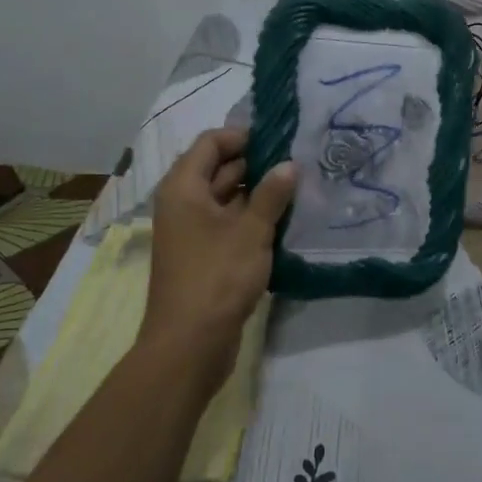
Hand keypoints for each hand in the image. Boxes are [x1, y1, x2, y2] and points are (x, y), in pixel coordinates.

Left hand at [142, 128, 295, 391]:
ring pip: (226, 198)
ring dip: (258, 193)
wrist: (189, 345)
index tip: (280, 142)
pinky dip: (251, 219)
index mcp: (184, 188)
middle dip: (257, 164)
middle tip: (298, 163)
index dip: (243, 137)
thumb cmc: (217, 278)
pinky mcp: (203, 256)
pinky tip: (284, 221)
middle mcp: (183, 204)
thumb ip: (272, 194)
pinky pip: (228, 224)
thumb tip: (289, 164)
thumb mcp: (251, 231)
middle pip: (218, 168)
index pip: (210, 143)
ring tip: (298, 189)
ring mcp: (192, 231)